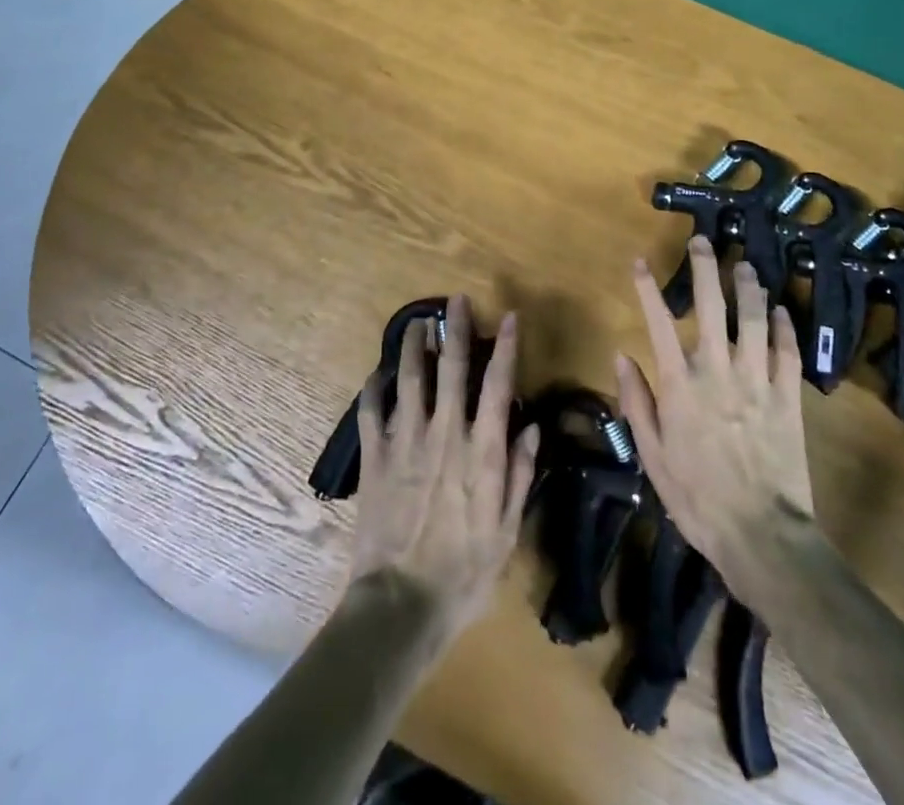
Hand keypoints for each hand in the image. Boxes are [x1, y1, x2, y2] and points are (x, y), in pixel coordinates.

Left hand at [348, 296, 539, 644]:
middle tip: (456, 300)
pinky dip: (374, 388)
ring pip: (410, 378)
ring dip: (414, 346)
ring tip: (417, 322)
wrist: (401, 604)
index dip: (504, 347)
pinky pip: (371, 412)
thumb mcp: (506, 530)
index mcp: (481, 450)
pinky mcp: (375, 458)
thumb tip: (532, 426)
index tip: (507, 317)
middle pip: (451, 369)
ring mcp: (406, 442)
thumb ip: (519, 473)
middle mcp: (445, 434)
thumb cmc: (463, 572)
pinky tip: (377, 374)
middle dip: (456, 329)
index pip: (497, 385)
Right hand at [615, 237, 815, 590]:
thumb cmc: (697, 498)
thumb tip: (622, 356)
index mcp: (680, 385)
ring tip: (745, 265)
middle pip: (712, 307)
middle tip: (702, 241)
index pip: (659, 323)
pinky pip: (787, 352)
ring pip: (753, 319)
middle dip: (705, 269)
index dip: (648, 289)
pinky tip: (781, 308)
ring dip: (748, 287)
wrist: (761, 535)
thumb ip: (637, 403)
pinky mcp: (787, 397)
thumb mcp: (652, 455)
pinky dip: (784, 326)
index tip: (640, 262)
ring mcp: (757, 381)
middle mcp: (717, 371)